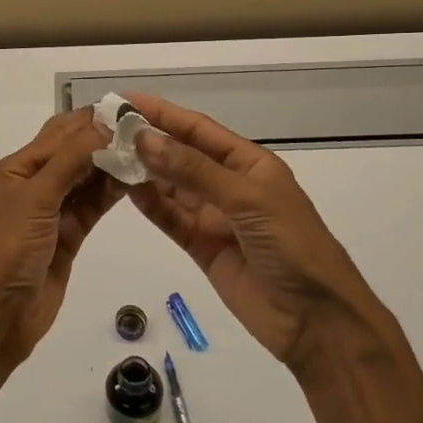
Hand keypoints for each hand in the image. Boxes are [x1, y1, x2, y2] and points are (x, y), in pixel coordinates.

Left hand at [0, 110, 123, 364]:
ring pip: (86, 179)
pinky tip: (136, 179)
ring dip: (112, 165)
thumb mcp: (35, 198)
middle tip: (145, 128)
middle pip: (73, 153)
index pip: (58, 134)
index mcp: (15, 169)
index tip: (129, 109)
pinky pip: (92, 206)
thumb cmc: (8, 250)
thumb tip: (104, 125)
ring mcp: (52, 211)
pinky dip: (111, 192)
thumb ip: (70, 160)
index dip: (91, 121)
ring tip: (148, 151)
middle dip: (104, 139)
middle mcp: (33, 184)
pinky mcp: (68, 235)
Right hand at [123, 93, 391, 373]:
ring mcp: (214, 217)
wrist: (317, 321)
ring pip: (171, 187)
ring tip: (105, 156)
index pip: (198, 129)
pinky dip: (149, 204)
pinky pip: (170, 219)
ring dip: (142, 171)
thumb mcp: (247, 199)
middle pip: (180, 155)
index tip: (125, 101)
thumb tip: (144, 138)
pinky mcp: (202, 247)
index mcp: (249, 163)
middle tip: (104, 129)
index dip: (163, 113)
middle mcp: (229, 184)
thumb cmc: (293, 246)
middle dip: (147, 141)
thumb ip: (194, 170)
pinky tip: (124, 190)